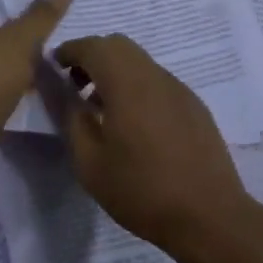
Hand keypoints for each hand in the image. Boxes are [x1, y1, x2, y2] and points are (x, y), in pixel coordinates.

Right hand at [53, 34, 254, 249]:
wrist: (209, 216)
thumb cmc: (142, 190)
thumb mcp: (90, 162)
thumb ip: (71, 117)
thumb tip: (59, 89)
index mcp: (128, 83)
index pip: (94, 46)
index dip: (69, 51)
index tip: (53, 68)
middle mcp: (155, 76)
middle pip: (119, 46)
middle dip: (92, 57)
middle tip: (75, 87)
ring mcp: (179, 89)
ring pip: (140, 62)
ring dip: (115, 72)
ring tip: (100, 110)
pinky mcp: (194, 106)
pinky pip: (158, 81)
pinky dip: (137, 87)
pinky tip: (134, 125)